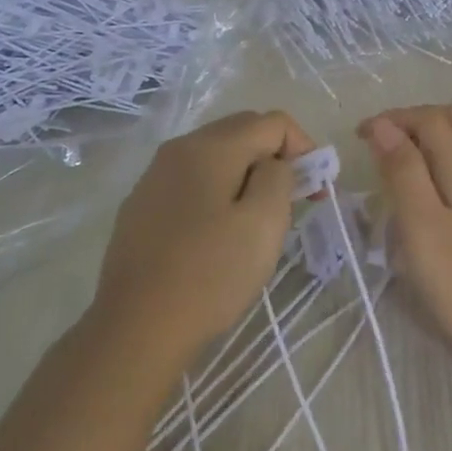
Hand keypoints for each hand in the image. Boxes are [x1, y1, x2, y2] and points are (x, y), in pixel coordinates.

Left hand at [93, 110, 317, 367]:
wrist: (136, 328)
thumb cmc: (210, 274)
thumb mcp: (264, 224)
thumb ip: (279, 178)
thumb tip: (273, 165)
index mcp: (211, 147)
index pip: (272, 122)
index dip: (304, 148)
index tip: (315, 192)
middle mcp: (178, 149)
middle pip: (242, 132)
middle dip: (276, 158)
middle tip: (293, 202)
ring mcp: (154, 177)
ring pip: (215, 157)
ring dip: (247, 175)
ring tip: (258, 220)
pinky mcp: (141, 206)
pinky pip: (192, 182)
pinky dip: (218, 192)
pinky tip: (218, 234)